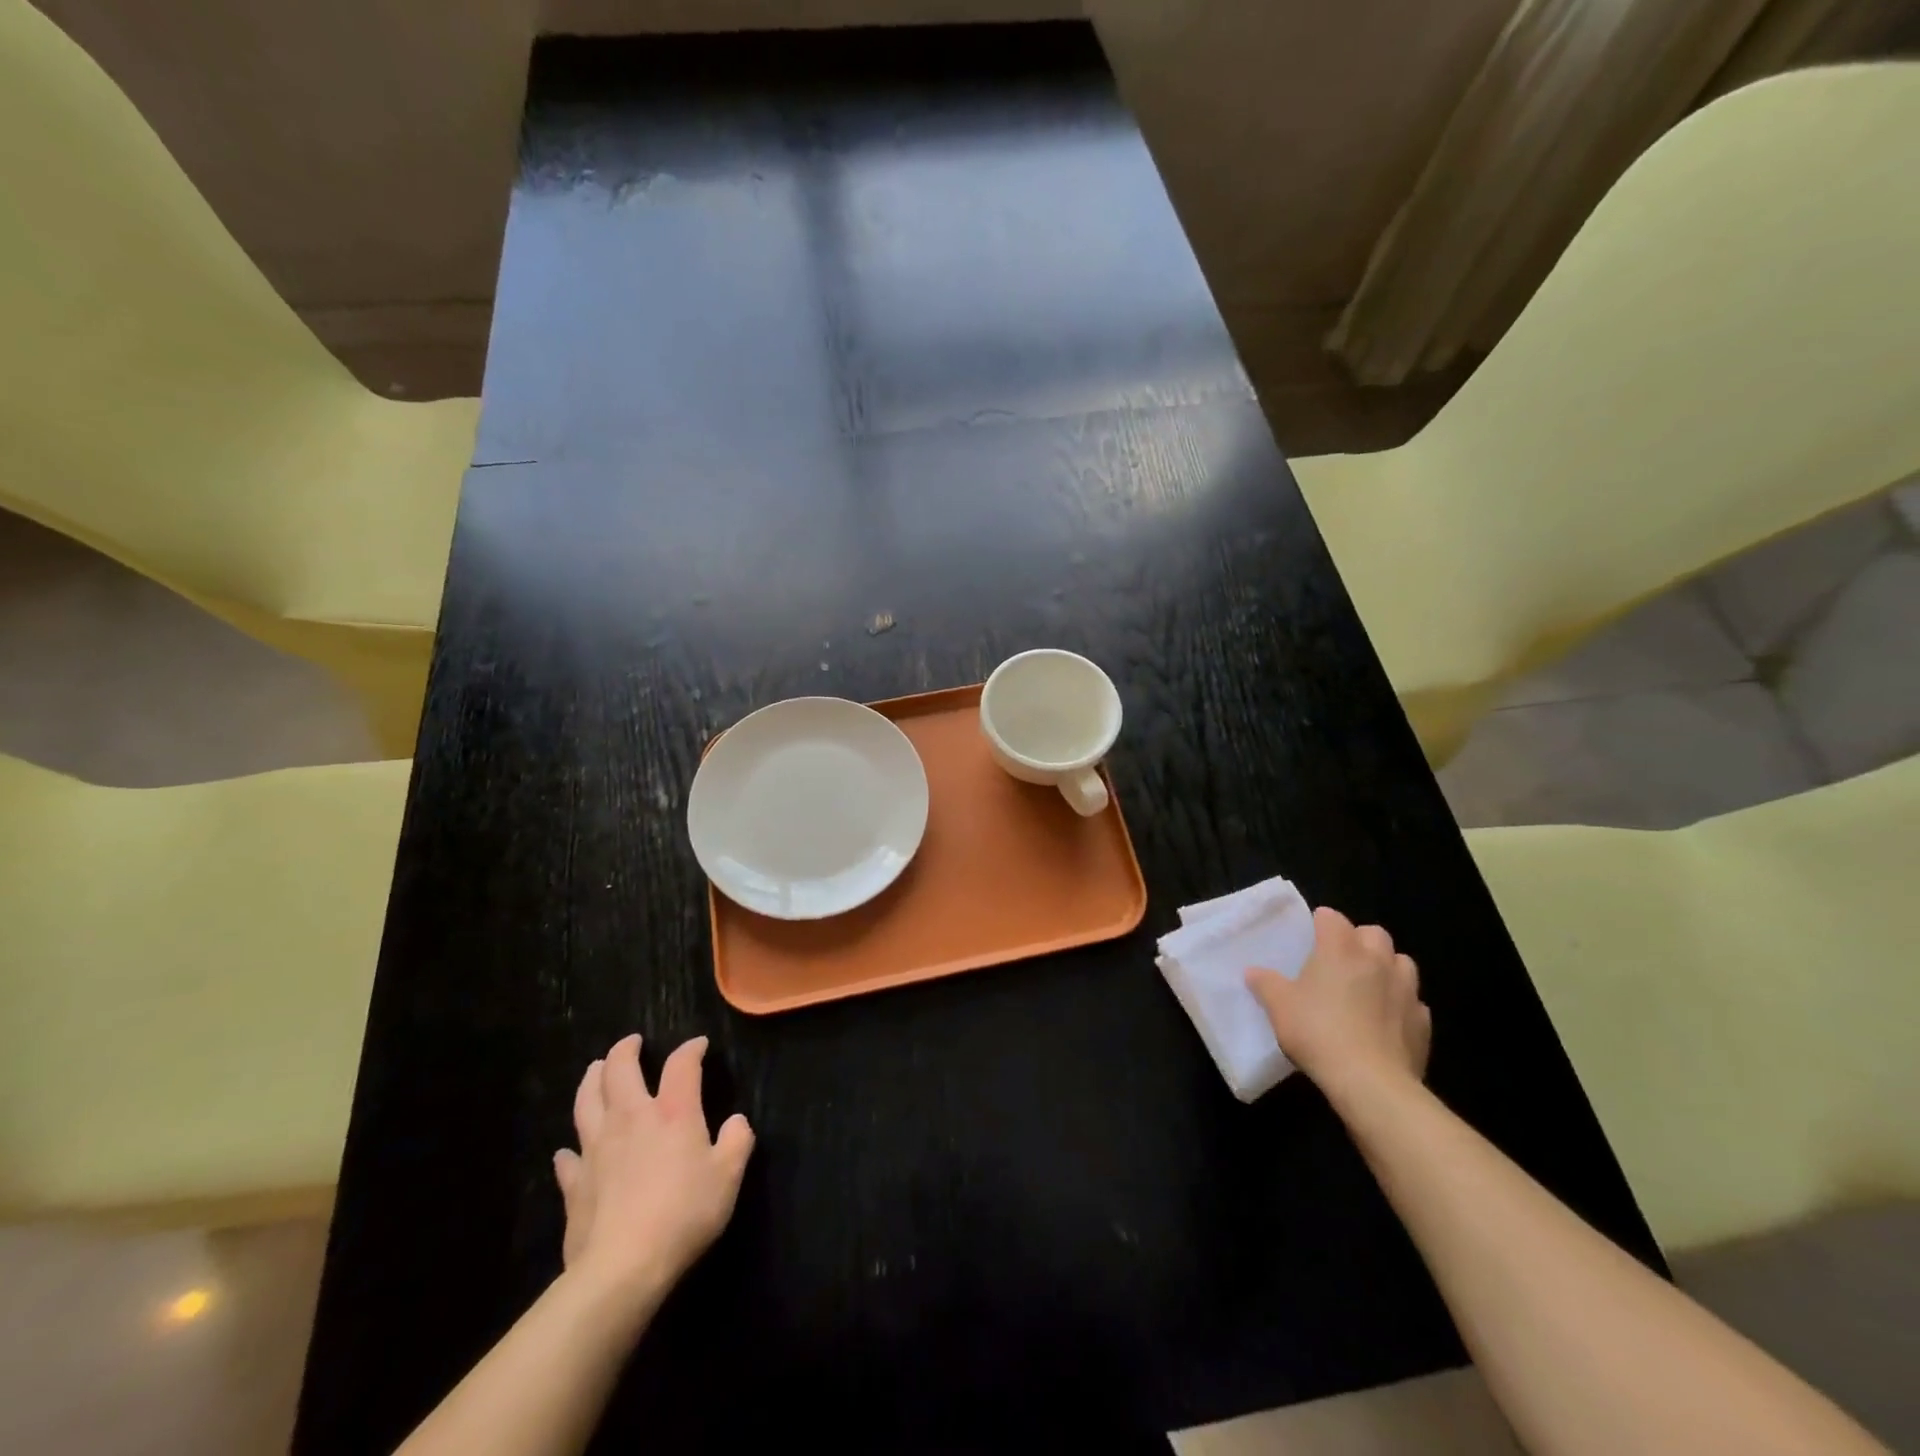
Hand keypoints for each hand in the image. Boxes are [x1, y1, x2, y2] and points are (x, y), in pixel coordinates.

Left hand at [552, 1034, 754, 1313]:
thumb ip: (736, 1142)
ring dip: (591, 1080)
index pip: (681, 1065)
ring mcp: (597, 1149)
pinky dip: (570, 1149)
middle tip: (631, 1043)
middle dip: (625, 1050)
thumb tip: (736, 1122)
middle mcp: (631, 1118)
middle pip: (619, 1070)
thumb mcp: (728, 1177)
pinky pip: (568, 1158)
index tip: (698, 1045)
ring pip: (586, 1101)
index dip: (691, 1049)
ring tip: (595, 1070)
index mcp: (673, 1112)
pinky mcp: (575, 1183)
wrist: (622, 1268)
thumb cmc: (683, 1215)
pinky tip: (570, 1150)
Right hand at [1246, 906, 1430, 1104]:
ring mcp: (1406, 990)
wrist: (1370, 1082)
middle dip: (1359, 940)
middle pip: (1374, 933)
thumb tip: (1253, 972)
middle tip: (1340, 960)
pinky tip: (1386, 1021)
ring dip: (1387, 967)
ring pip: (1402, 962)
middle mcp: (1377, 960)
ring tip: (1369, 986)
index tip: (1310, 937)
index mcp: (1340, 949)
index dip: (1320, 923)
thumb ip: (1265, 983)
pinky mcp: (1422, 1022)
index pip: (1332, 918)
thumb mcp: (1279, 1006)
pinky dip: (1401, 1004)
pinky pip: (1414, 1002)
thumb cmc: (1318, 1032)